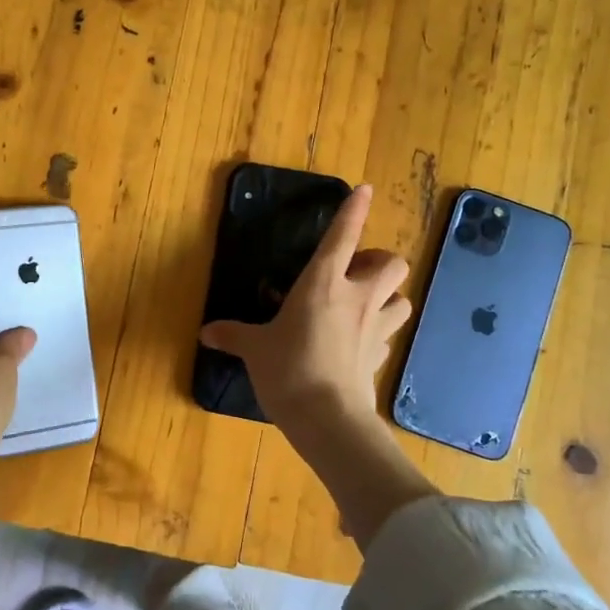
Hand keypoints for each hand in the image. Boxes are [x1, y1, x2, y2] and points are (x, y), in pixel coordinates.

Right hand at [199, 184, 411, 437]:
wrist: (327, 419)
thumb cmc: (287, 370)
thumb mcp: (254, 349)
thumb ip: (233, 335)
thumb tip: (206, 333)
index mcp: (322, 284)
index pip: (343, 236)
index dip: (354, 210)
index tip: (365, 190)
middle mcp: (356, 298)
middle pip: (392, 263)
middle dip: (380, 260)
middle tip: (356, 271)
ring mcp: (374, 328)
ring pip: (403, 297)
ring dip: (389, 295)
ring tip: (366, 302)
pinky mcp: (381, 357)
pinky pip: (389, 334)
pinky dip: (380, 330)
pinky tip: (362, 340)